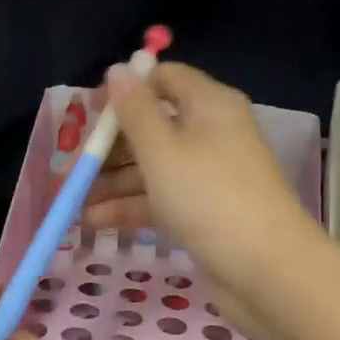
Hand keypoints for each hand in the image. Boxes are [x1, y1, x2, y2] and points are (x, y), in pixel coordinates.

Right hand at [81, 61, 315, 296]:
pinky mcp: (204, 209)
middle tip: (71, 168)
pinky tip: (94, 221)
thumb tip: (118, 70)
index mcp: (208, 104)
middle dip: (108, 146)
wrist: (267, 270)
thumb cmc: (209, 197)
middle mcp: (210, 132)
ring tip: (73, 201)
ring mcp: (208, 173)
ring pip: (151, 165)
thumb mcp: (162, 150)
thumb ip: (134, 110)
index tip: (88, 114)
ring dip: (112, 180)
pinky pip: (160, 196)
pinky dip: (130, 205)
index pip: (163, 79)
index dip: (124, 91)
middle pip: (151, 125)